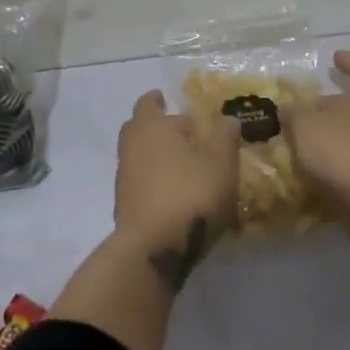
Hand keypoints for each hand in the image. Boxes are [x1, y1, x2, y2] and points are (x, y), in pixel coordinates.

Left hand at [113, 90, 240, 291]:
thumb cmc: (190, 194)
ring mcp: (124, 178)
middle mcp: (131, 146)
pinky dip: (154, 180)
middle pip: (140, 128)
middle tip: (186, 133)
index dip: (158, 100)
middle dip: (159, 128)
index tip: (167, 99)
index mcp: (151, 126)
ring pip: (139, 156)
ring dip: (158, 156)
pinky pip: (140, 181)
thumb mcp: (221, 163)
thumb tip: (226, 117)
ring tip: (187, 165)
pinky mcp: (124, 206)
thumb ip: (225, 136)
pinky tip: (176, 193)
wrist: (153, 250)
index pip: (148, 102)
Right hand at [284, 51, 349, 241]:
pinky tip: (322, 167)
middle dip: (336, 103)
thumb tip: (286, 107)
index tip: (335, 59)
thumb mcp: (305, 127)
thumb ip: (294, 114)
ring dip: (338, 132)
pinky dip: (344, 157)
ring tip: (310, 140)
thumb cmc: (343, 151)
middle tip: (311, 107)